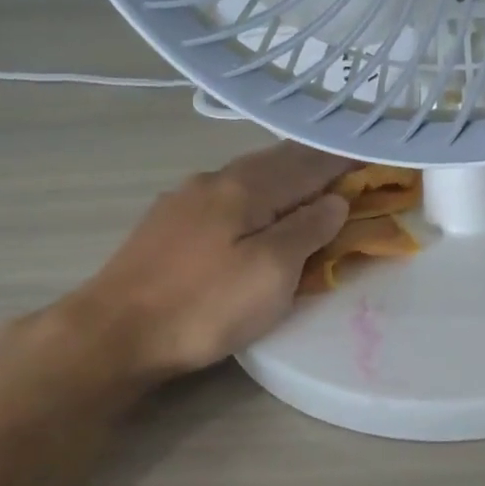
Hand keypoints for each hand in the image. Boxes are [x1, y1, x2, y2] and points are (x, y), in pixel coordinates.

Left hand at [69, 142, 353, 379]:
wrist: (114, 331)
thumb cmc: (204, 304)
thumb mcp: (271, 272)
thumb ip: (307, 230)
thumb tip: (334, 199)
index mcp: (245, 186)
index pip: (307, 163)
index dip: (341, 159)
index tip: (370, 154)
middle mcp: (214, 180)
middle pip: (274, 161)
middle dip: (312, 162)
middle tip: (344, 167)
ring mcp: (184, 199)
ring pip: (246, 177)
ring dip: (282, 177)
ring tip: (306, 186)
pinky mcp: (166, 224)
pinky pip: (225, 195)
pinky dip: (255, 195)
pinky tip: (252, 210)